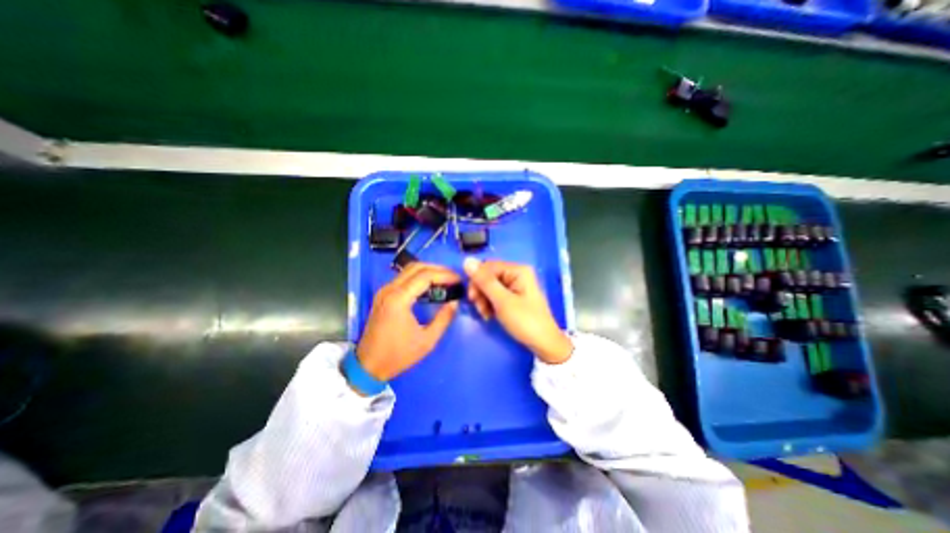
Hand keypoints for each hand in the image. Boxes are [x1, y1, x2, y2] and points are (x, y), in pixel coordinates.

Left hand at [357, 265, 460, 384]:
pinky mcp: (383, 295)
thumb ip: (444, 319)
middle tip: (453, 277)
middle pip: (416, 267)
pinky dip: (418, 277)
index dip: (444, 274)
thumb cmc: (398, 355)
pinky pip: (403, 278)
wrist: (368, 366)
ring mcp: (384, 291)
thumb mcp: (427, 340)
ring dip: (428, 271)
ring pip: (408, 270)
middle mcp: (389, 290)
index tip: (458, 280)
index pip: (425, 275)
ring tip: (445, 279)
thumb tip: (455, 302)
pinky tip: (429, 286)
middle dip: (437, 269)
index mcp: (399, 299)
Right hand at [468, 255, 569, 363]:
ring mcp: (516, 286)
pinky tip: (490, 315)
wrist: (544, 344)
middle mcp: (517, 274)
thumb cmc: (525, 321)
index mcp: (518, 270)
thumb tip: (467, 260)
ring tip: (486, 315)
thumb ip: (484, 281)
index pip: (488, 266)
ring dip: (484, 300)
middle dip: (481, 292)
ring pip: (490, 287)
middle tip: (480, 308)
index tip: (472, 297)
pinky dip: (490, 304)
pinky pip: (495, 295)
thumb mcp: (502, 301)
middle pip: (488, 276)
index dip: (477, 280)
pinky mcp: (514, 296)